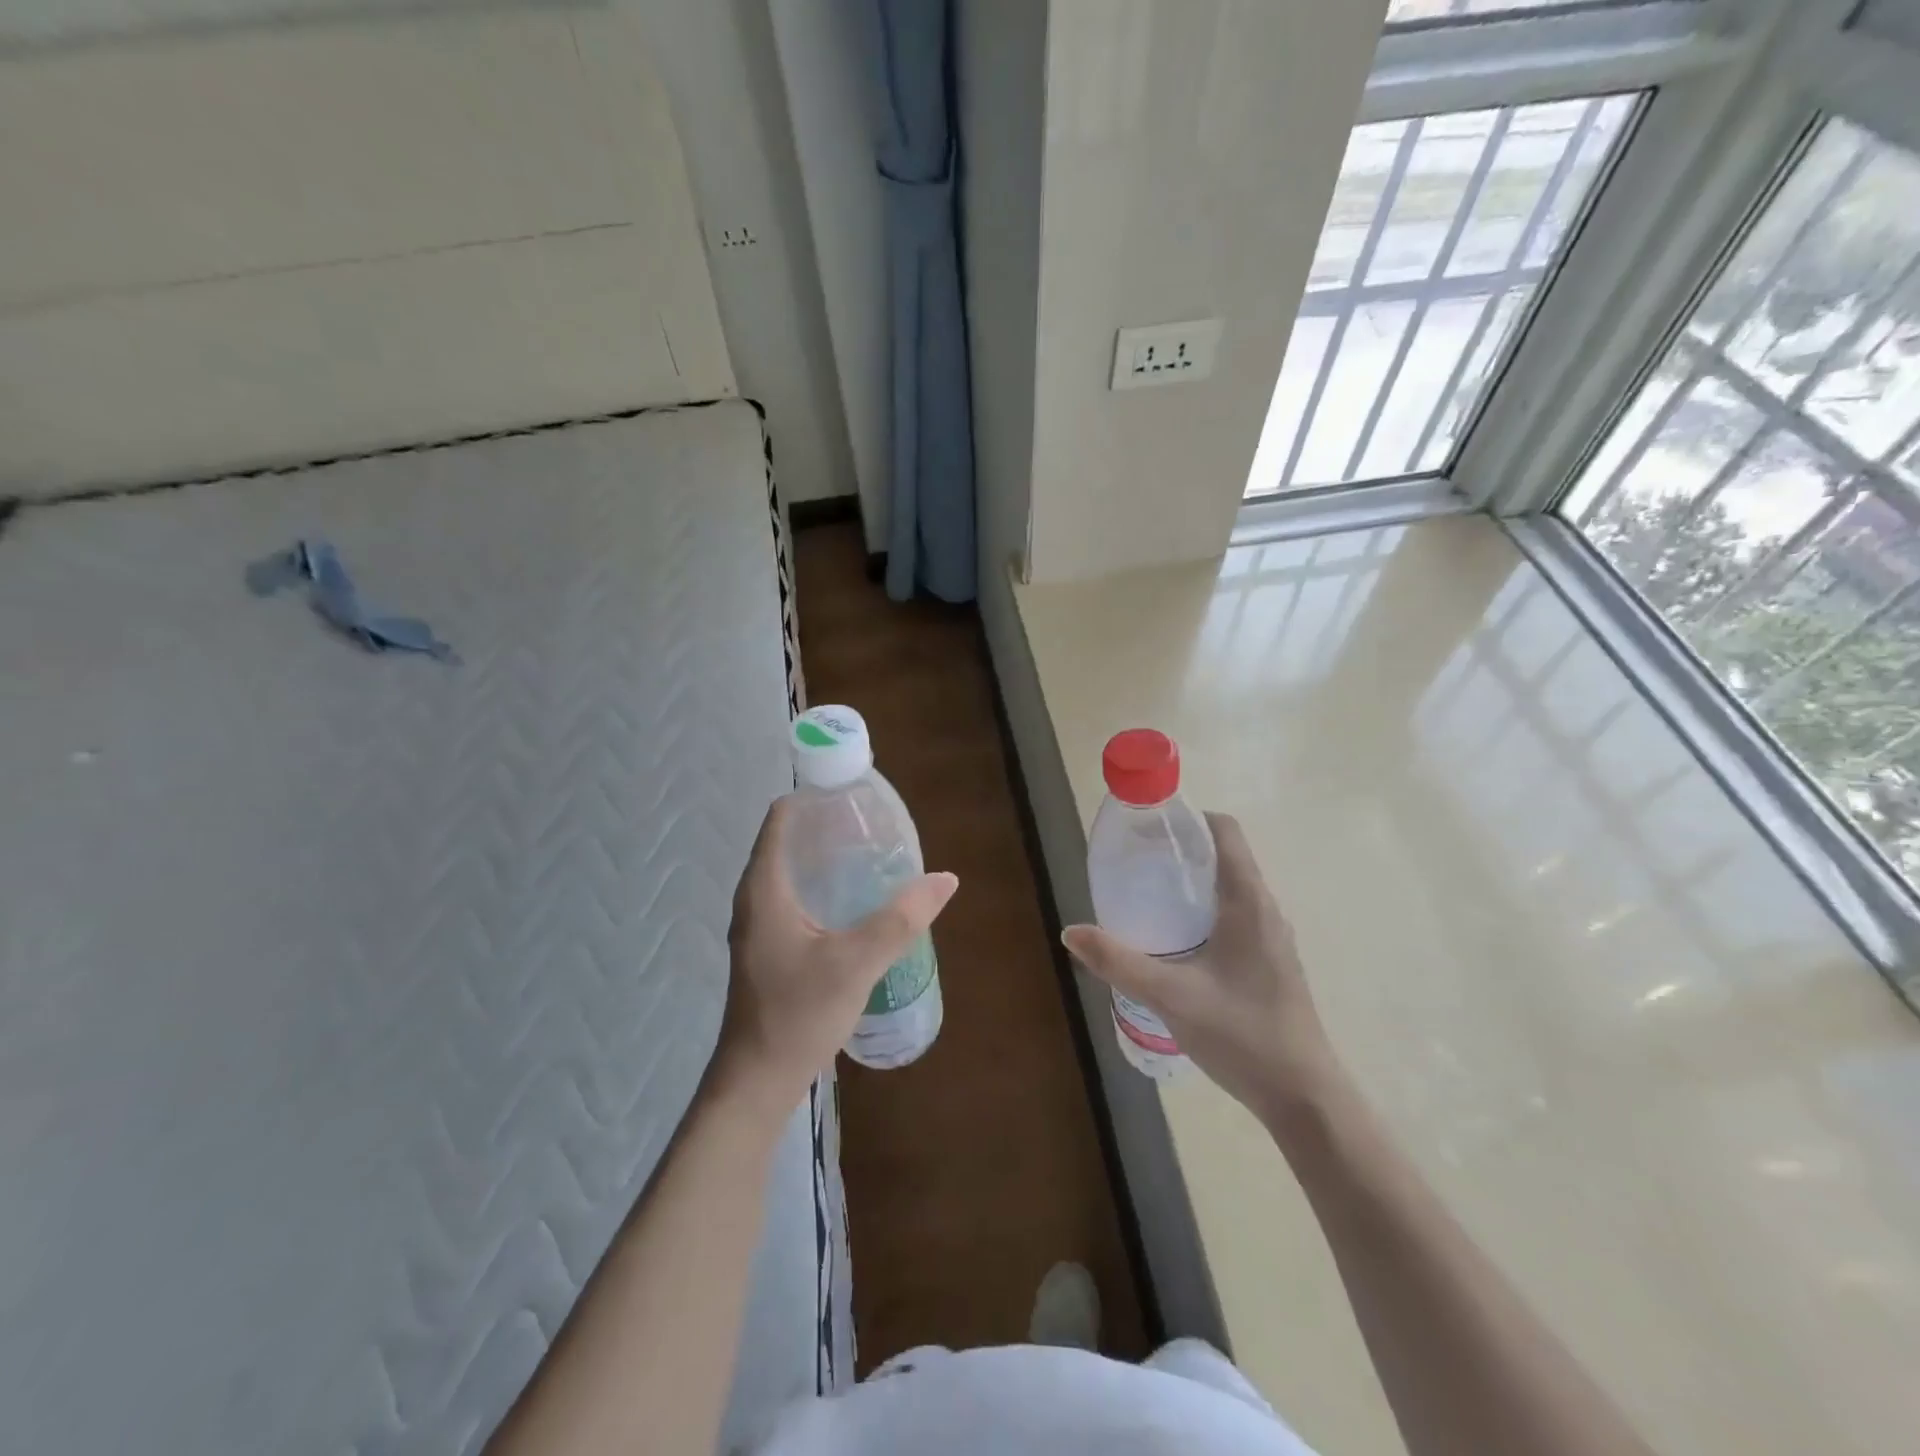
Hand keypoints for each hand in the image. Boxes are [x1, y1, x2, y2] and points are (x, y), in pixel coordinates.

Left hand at [714, 796, 958, 1112]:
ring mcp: (759, 926)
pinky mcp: (769, 949)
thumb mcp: (855, 962)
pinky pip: (795, 899)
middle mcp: (755, 899)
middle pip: (789, 842)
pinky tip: (856, 903)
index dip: (814, 799)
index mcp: (764, 888)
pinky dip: (823, 888)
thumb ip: (901, 919)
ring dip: (827, 859)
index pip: (781, 818)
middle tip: (876, 827)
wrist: (757, 1082)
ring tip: (872, 857)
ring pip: (792, 873)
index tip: (855, 797)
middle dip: (829, 828)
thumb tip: (945, 879)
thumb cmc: (797, 1014)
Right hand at [1062, 812, 1335, 1120]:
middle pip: (1223, 856)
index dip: (1187, 818)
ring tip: (1145, 897)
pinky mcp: (1269, 961)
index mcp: (1248, 901)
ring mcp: (1271, 937)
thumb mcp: (1170, 995)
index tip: (1148, 828)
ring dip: (1190, 883)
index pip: (1225, 830)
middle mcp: (1265, 908)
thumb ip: (1118, 961)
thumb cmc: (1241, 1034)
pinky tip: (1173, 942)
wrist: (1303, 1097)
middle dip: (1179, 851)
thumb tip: (1070, 932)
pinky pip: (1233, 915)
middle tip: (1134, 864)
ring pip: (1228, 888)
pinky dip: (1202, 910)